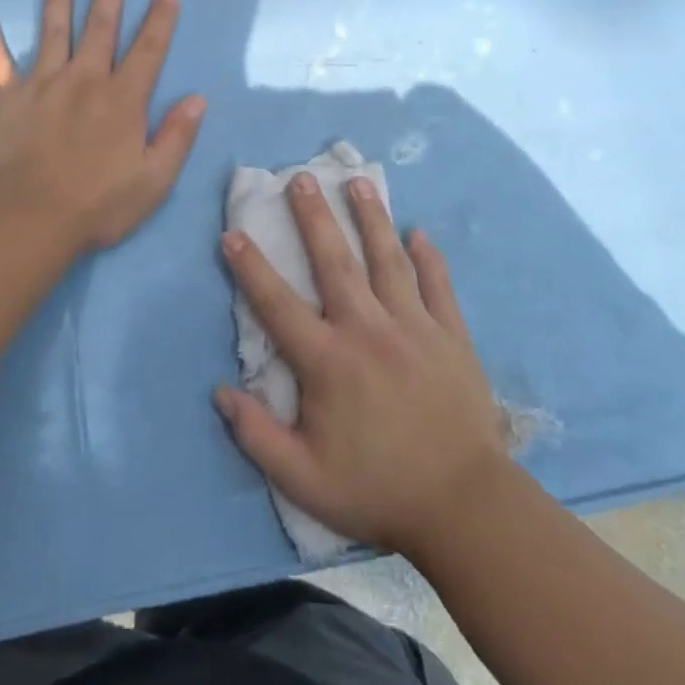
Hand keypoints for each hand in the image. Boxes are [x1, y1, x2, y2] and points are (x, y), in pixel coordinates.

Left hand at [0, 0, 205, 252]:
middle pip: (100, 27)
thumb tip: (197, 98)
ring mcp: (42, 85)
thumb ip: (177, 136)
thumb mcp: (154, 180)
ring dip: (59, 0)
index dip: (160, 19)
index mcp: (123, 98)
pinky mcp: (6, 99)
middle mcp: (85, 80)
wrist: (30, 220)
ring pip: (53, 32)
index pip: (148, 49)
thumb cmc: (98, 204)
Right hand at [215, 174, 510, 557]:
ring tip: (358, 182)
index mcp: (328, 360)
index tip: (233, 232)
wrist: (464, 507)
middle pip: (335, 262)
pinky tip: (420, 232)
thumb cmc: (378, 490)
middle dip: (314, 216)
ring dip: (371, 218)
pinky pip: (438, 286)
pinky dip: (429, 258)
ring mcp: (414, 327)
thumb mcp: (304, 480)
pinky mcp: (451, 336)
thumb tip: (220, 390)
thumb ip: (257, 434)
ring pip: (388, 260)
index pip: (278, 304)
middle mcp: (368, 329)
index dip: (251, 267)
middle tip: (301, 177)